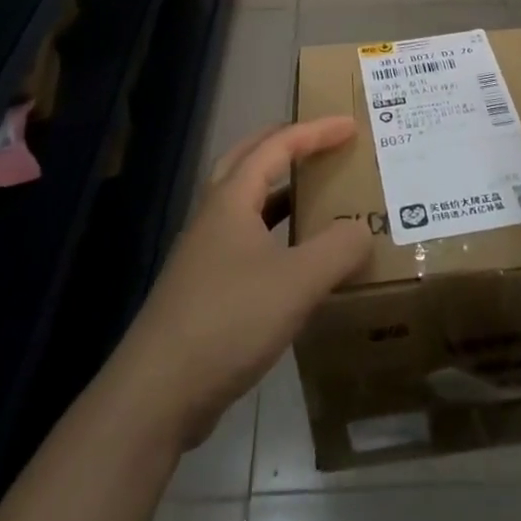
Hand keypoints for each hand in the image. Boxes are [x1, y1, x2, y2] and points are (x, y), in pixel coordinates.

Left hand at [97, 119, 371, 451]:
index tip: (351, 126)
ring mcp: (204, 254)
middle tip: (319, 142)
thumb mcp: (297, 282)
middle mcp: (214, 217)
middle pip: (247, 160)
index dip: (316, 132)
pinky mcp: (203, 290)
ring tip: (313, 194)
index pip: (278, 146)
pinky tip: (293, 261)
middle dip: (284, 144)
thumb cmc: (228, 320)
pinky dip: (272, 232)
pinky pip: (244, 241)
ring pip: (244, 203)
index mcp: (231, 200)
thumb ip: (338, 249)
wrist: (157, 394)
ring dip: (277, 190)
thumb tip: (363, 230)